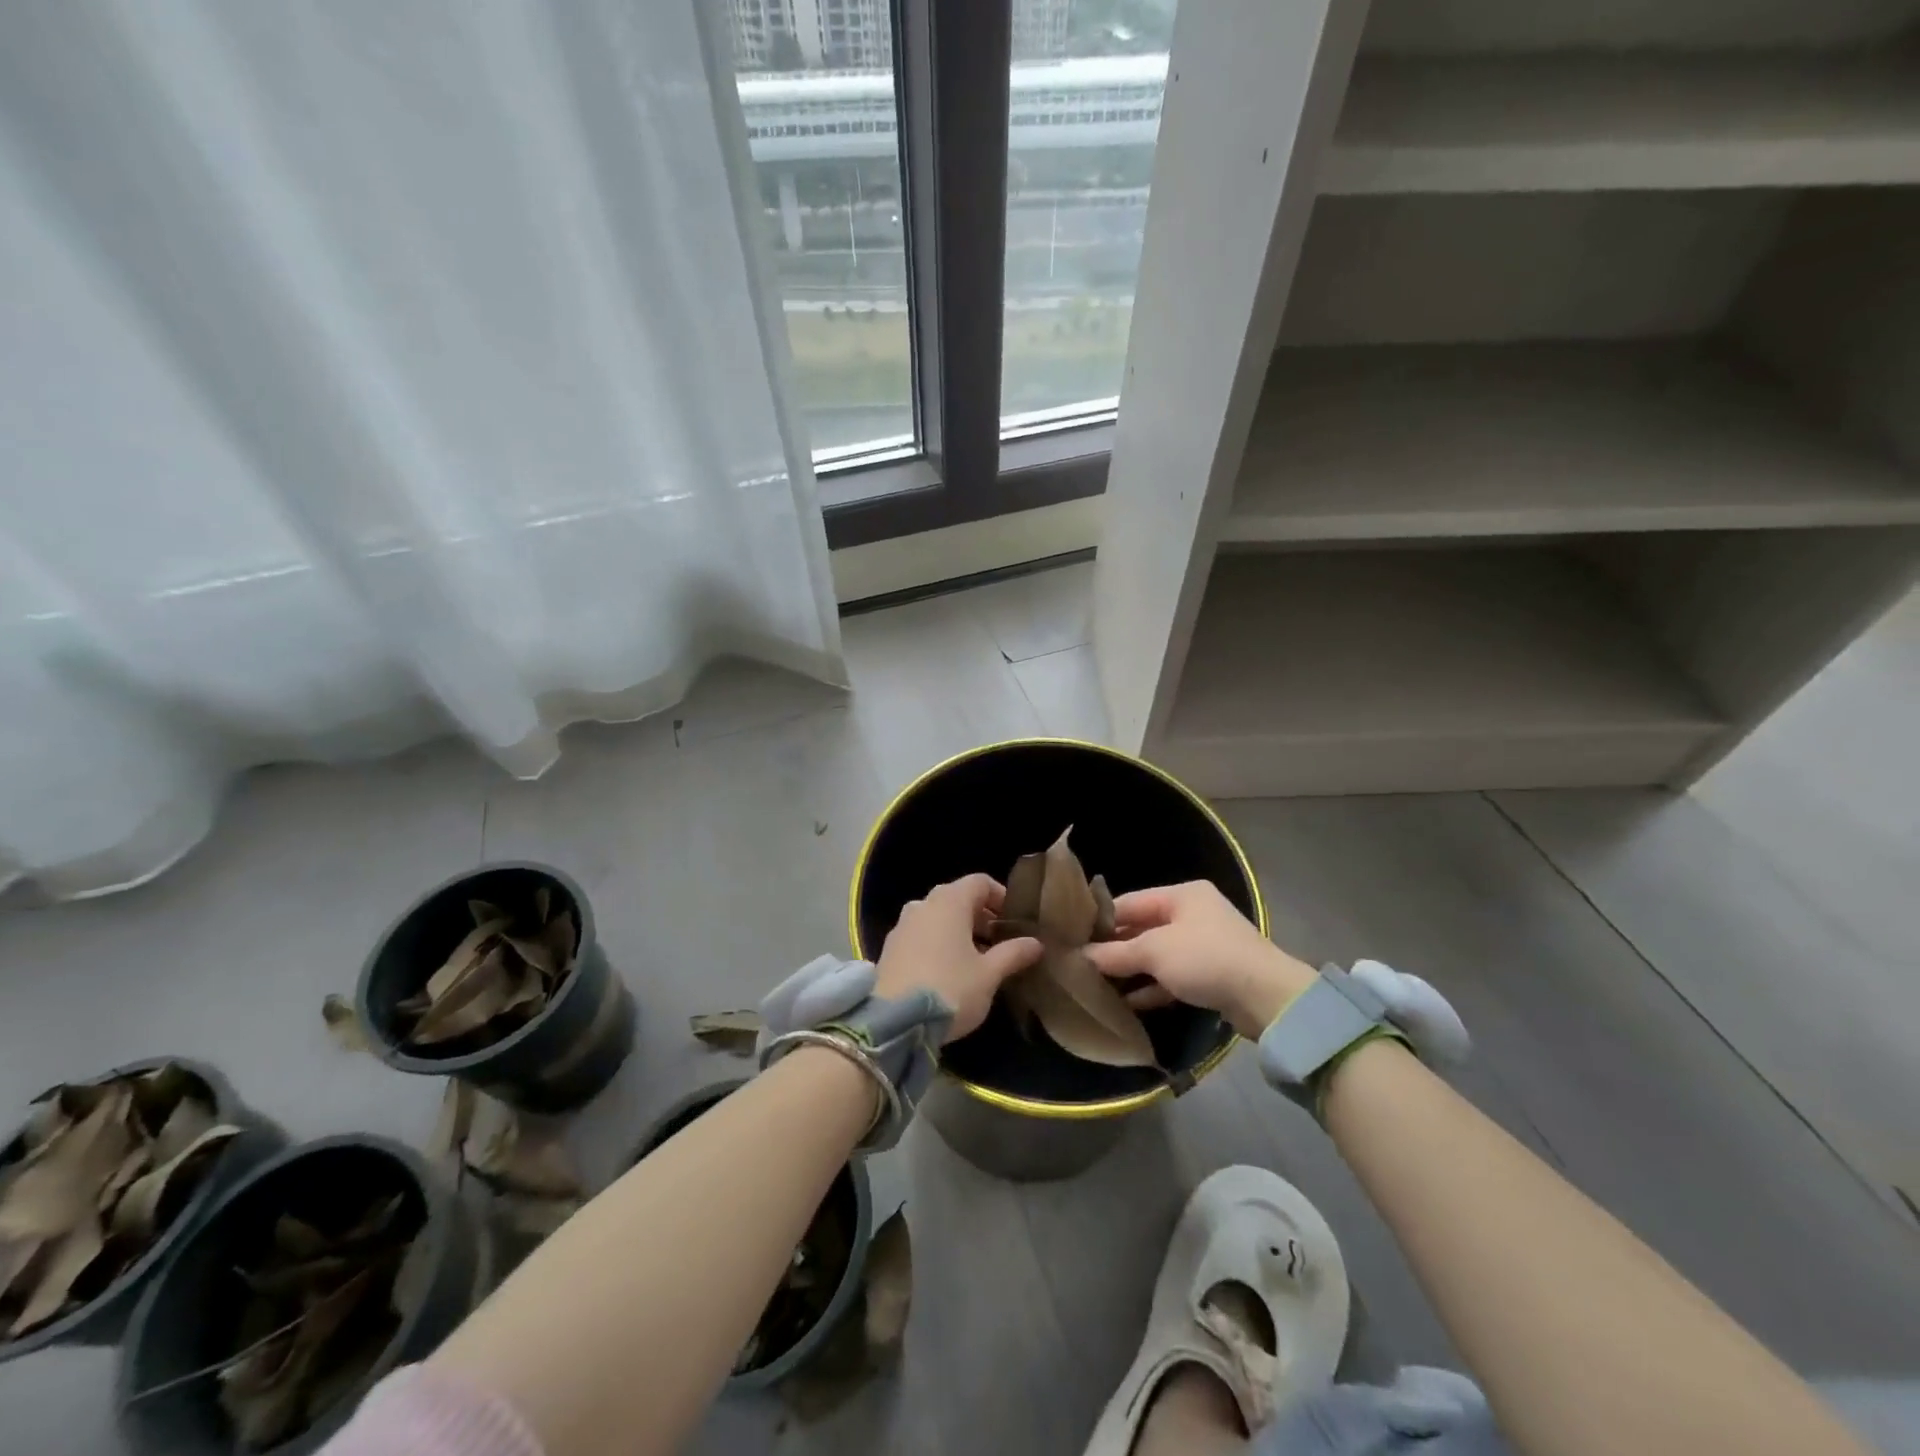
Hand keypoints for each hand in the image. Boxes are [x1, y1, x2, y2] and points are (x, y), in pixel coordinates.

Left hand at [873, 874, 1042, 1042]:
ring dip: (959, 931)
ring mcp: (902, 925)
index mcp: (949, 901)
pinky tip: (948, 971)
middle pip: (957, 898)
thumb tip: (1035, 942)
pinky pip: (921, 934)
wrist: (895, 1022)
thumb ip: (1013, 953)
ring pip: (937, 917)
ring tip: (976, 960)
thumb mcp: (989, 974)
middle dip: (981, 916)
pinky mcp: (889, 948)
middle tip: (999, 943)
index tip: (1014, 921)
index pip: (980, 882)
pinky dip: (938, 942)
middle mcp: (923, 904)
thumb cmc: (950, 989)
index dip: (1000, 896)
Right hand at [1081, 881, 1316, 1038]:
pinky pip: (1171, 977)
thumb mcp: (1155, 952)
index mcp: (1182, 895)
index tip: (1073, 937)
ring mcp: (1202, 946)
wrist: (1267, 998)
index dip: (1101, 920)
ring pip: (1156, 955)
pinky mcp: (1210, 975)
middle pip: (1142, 929)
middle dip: (1114, 948)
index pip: (1130, 902)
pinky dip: (1151, 987)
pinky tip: (1127, 1003)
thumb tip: (1080, 956)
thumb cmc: (1206, 959)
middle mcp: (1192, 915)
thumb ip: (1116, 953)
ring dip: (1131, 970)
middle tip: (1081, 964)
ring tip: (1097, 985)